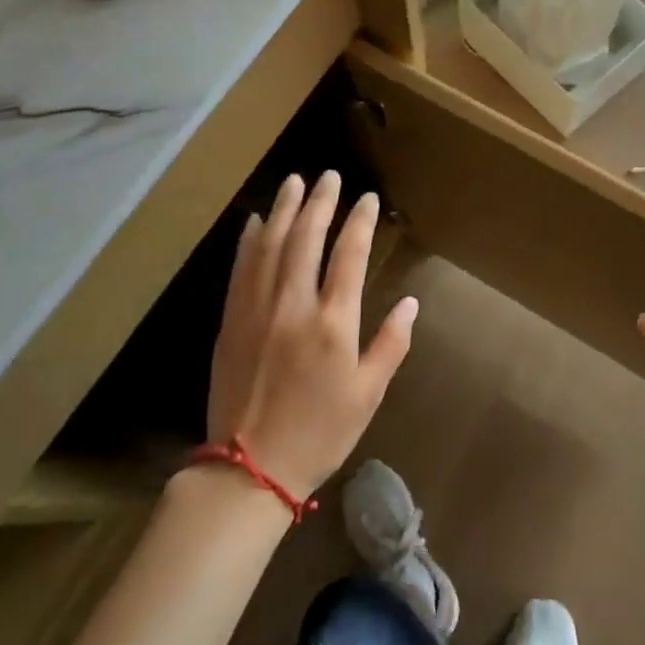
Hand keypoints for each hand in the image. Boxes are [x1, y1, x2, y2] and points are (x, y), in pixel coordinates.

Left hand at [206, 172, 417, 499]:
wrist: (250, 468)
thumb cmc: (319, 433)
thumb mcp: (368, 394)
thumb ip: (391, 344)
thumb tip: (411, 303)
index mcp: (334, 324)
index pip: (349, 256)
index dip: (360, 222)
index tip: (368, 199)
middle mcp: (294, 306)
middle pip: (306, 239)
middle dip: (320, 202)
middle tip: (328, 176)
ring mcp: (258, 310)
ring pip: (271, 246)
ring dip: (284, 210)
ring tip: (294, 182)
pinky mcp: (233, 321)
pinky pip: (242, 269)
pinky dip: (250, 241)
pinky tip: (257, 221)